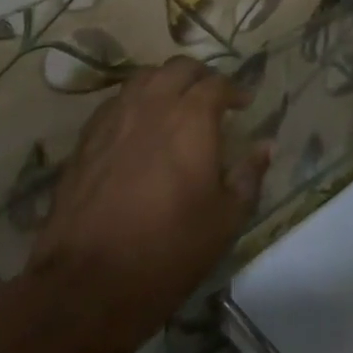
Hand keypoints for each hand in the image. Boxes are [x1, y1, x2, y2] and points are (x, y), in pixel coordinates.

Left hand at [24, 58, 268, 345]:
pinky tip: (138, 127)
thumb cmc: (168, 250)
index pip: (217, 83)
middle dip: (200, 77)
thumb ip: (248, 176)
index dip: (234, 90)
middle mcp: (153, 104)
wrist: (87, 284)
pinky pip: (116, 102)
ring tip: (174, 104)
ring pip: (144, 78)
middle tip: (210, 97)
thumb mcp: (225, 220)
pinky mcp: (86, 138)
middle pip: (179, 68)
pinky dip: (135, 103)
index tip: (243, 104)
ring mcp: (115, 118)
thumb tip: (266, 146)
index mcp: (192, 117)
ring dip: (165, 82)